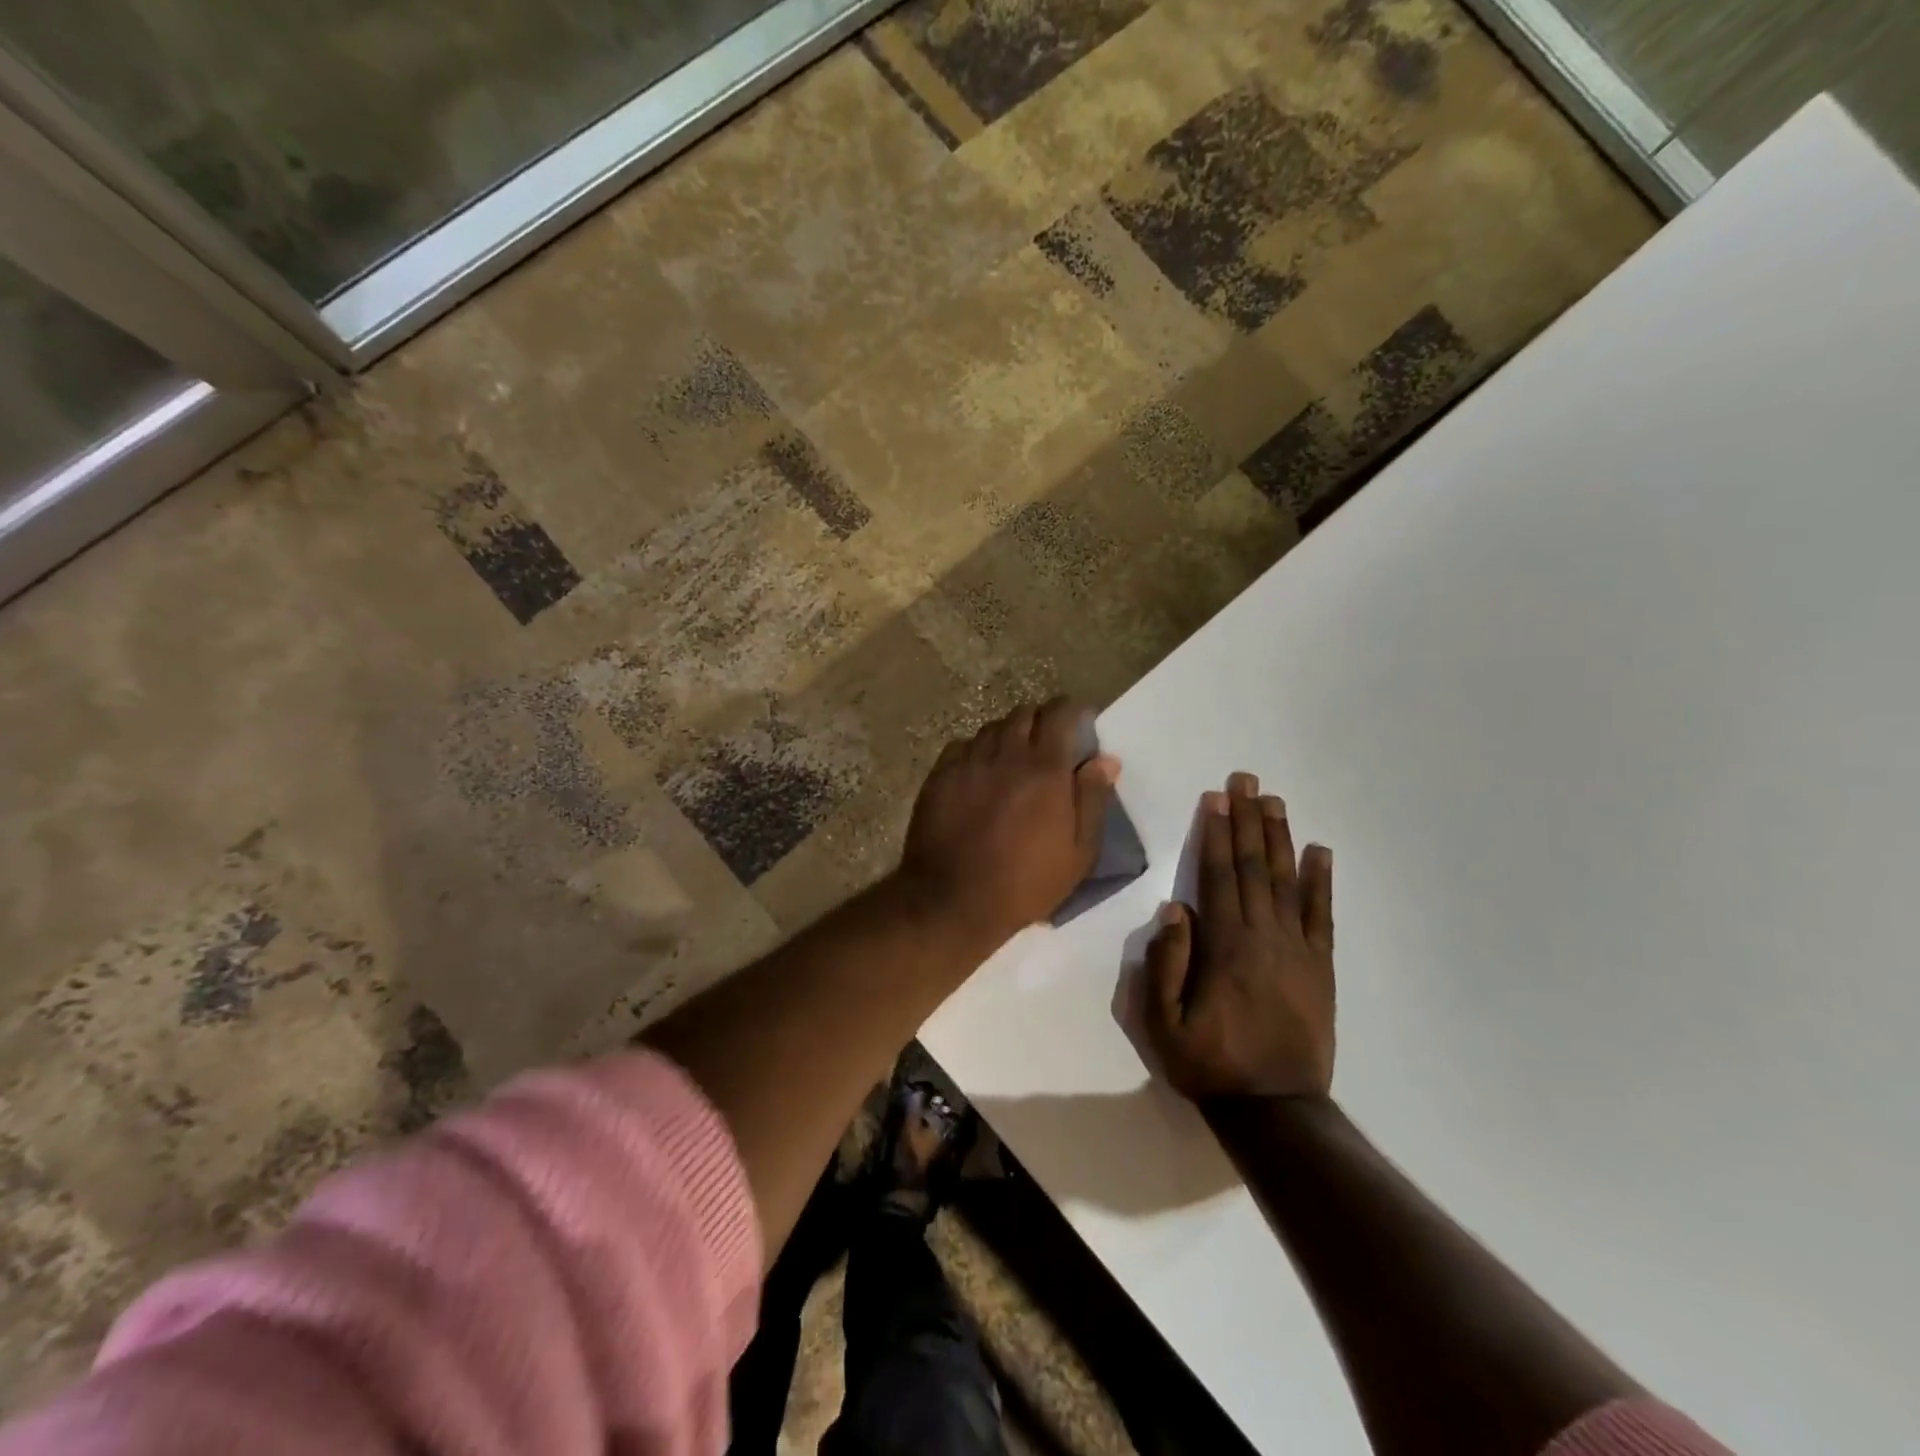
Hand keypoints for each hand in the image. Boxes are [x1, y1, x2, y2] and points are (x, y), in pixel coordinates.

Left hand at [899, 698, 1119, 946]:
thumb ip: (1092, 800)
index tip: (1080, 722)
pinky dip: (976, 751)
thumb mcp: (1078, 852)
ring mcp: (968, 762)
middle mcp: (1006, 754)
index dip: (1073, 711)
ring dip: (1009, 735)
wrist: (952, 900)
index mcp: (1045, 769)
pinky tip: (979, 772)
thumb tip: (1106, 760)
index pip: (1060, 714)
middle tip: (1048, 744)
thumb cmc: (1025, 883)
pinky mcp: (940, 776)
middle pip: (1024, 713)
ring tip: (1013, 759)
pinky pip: (962, 747)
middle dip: (1041, 720)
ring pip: (992, 728)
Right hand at [1141, 773, 1334, 1100]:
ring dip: (1279, 838)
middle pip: (1254, 867)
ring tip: (1274, 801)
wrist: (1276, 1109)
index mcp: (1225, 946)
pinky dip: (1322, 881)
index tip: (1217, 797)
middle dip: (1247, 820)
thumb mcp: (1163, 1024)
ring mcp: (1297, 950)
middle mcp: (1264, 936)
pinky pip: (1321, 915)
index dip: (1216, 834)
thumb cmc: (1210, 1064)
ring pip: (1287, 881)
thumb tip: (1174, 910)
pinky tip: (1320, 851)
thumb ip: (1165, 964)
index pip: (1218, 876)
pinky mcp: (1320, 967)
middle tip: (1246, 779)